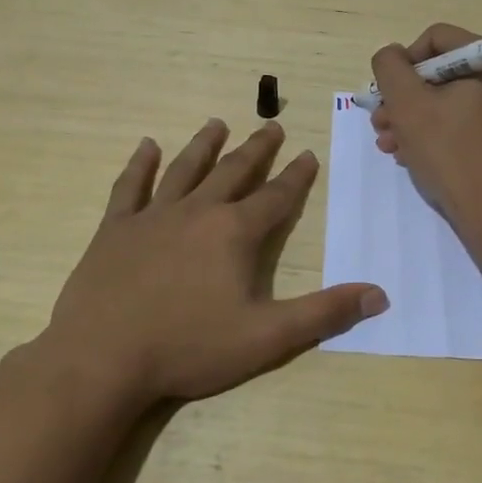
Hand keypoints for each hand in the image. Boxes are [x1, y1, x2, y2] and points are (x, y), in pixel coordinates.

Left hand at [32, 118, 388, 409]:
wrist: (102, 359)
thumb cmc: (188, 348)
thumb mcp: (266, 338)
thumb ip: (323, 313)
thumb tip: (379, 295)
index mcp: (234, 234)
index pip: (276, 197)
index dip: (296, 176)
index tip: (308, 153)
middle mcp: (197, 212)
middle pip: (233, 172)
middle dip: (257, 149)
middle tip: (272, 125)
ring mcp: (152, 217)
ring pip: (184, 169)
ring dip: (204, 145)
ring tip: (218, 123)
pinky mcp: (114, 230)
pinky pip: (129, 187)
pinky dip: (139, 165)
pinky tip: (146, 146)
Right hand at [370, 23, 481, 238]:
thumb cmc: (451, 153)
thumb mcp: (408, 104)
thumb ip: (390, 68)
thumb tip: (392, 56)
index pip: (436, 39)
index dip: (403, 62)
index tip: (387, 93)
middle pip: (439, 73)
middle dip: (403, 98)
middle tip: (379, 123)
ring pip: (445, 102)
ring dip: (411, 119)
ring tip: (388, 144)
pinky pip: (459, 124)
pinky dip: (432, 134)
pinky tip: (409, 156)